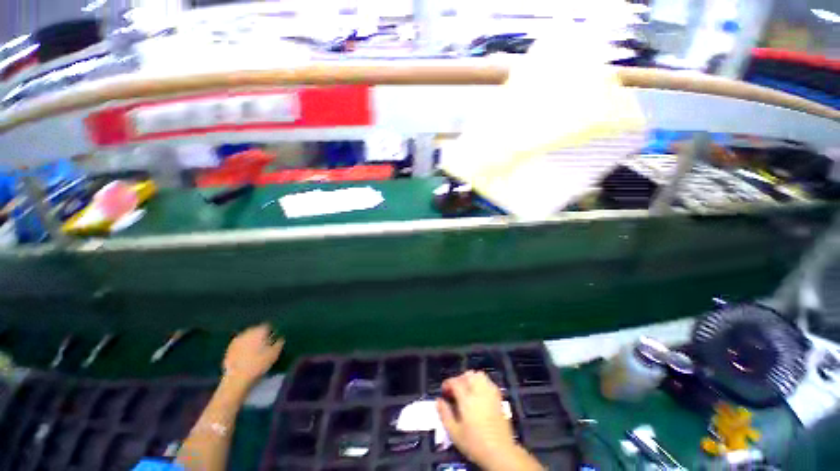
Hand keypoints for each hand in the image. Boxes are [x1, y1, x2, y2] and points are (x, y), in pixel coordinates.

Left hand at [222, 323, 283, 387]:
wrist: (237, 377)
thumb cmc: (259, 364)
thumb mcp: (275, 354)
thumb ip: (279, 343)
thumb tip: (280, 338)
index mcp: (260, 331)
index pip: (267, 326)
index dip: (271, 332)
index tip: (273, 339)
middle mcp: (248, 332)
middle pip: (256, 330)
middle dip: (260, 336)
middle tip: (264, 345)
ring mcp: (237, 339)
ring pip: (247, 337)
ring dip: (251, 341)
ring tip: (255, 351)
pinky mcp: (229, 348)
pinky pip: (239, 344)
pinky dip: (243, 347)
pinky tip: (245, 355)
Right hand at [436, 371, 517, 467]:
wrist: (501, 452)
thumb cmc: (475, 444)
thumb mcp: (455, 433)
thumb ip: (445, 415)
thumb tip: (438, 401)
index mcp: (467, 399)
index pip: (455, 382)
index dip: (447, 383)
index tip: (444, 390)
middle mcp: (478, 392)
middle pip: (467, 375)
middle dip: (459, 379)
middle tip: (454, 390)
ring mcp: (490, 393)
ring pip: (479, 375)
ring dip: (470, 378)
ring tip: (466, 389)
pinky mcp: (498, 398)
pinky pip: (488, 382)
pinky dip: (481, 383)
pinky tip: (478, 394)